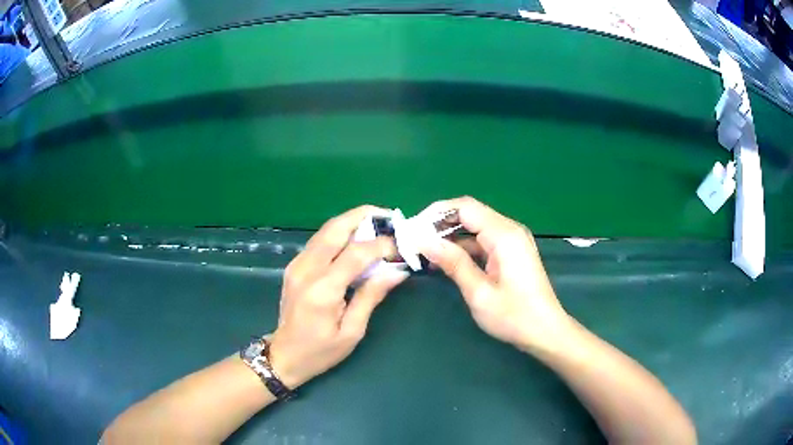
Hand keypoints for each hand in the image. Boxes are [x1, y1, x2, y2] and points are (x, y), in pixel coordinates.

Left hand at [268, 206, 408, 387]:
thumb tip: (397, 271)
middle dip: (364, 216)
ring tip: (377, 225)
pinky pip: (320, 240)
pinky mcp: (295, 265)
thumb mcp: (352, 331)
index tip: (401, 246)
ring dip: (352, 222)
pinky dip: (341, 233)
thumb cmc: (320, 351)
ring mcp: (297, 264)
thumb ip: (371, 296)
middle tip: (389, 217)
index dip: (381, 245)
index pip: (356, 253)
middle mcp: (306, 269)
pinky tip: (356, 240)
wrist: (284, 355)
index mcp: (322, 290)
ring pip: (326, 230)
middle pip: (336, 228)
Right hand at [419, 197, 570, 351]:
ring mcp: (511, 240)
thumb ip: (453, 262)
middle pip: (469, 214)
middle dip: (440, 224)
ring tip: (424, 252)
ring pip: (474, 227)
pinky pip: (482, 241)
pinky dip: (463, 248)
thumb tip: (423, 240)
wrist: (544, 331)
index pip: (465, 207)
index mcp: (503, 235)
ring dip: (450, 237)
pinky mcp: (510, 252)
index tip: (413, 229)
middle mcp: (509, 230)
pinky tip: (445, 262)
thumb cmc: (513, 316)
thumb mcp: (479, 292)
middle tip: (415, 241)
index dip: (436, 213)